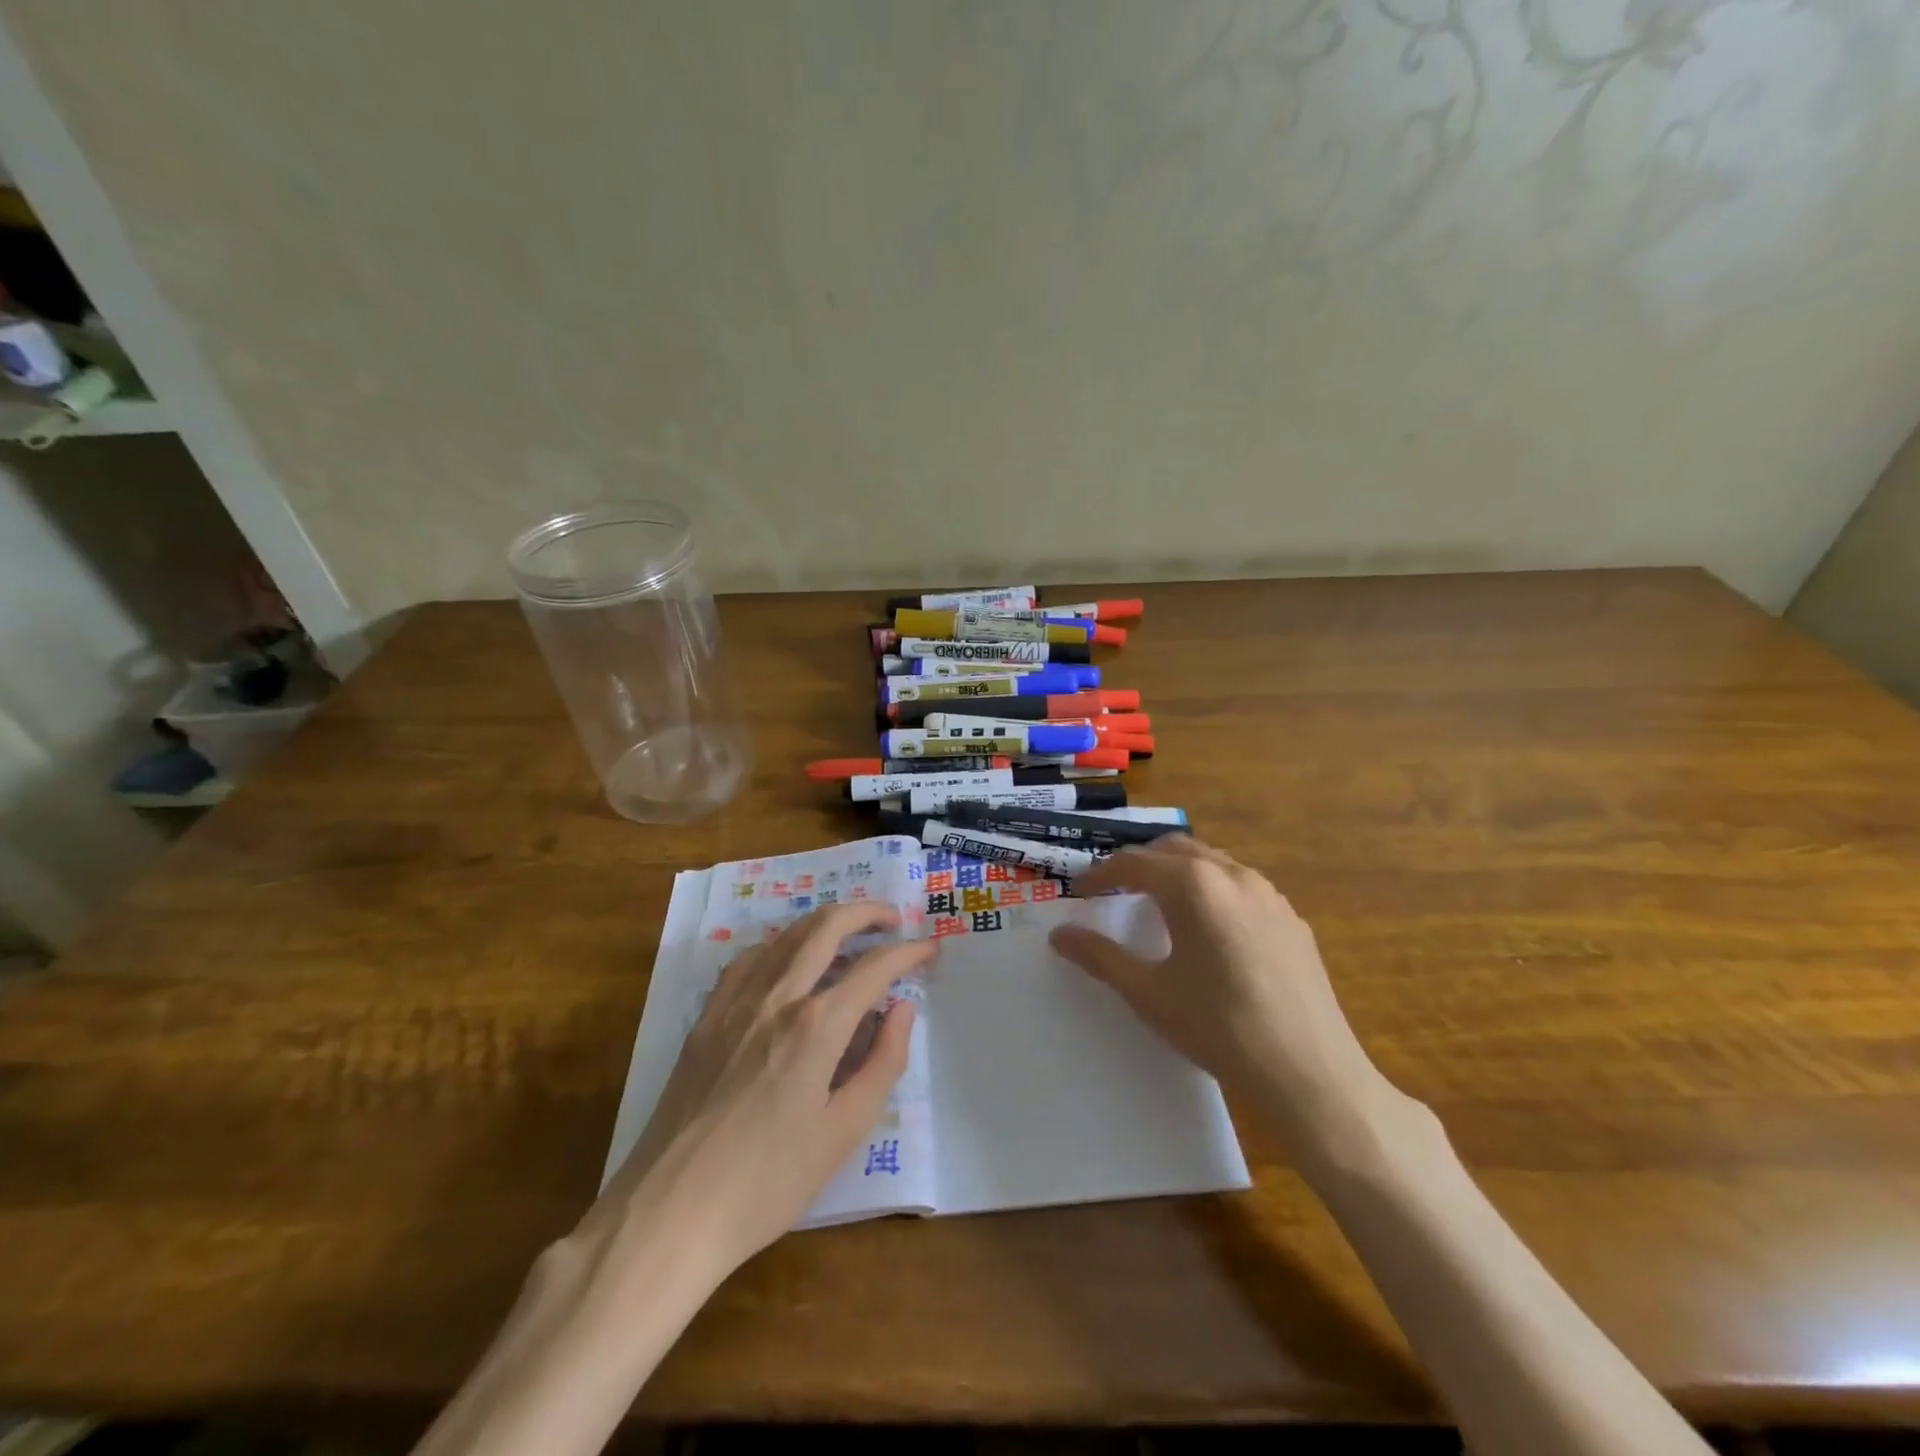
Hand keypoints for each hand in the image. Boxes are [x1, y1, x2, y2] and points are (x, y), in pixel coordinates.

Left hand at [583, 904, 934, 1277]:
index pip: (875, 967)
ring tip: (849, 932)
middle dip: (867, 913)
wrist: (669, 1212)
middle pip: (827, 927)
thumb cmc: (767, 1182)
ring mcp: (735, 1002)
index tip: (930, 948)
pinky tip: (787, 961)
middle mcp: (777, 997)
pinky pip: (748, 959)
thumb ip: (882, 1063)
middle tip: (893, 918)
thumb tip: (903, 1009)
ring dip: (825, 922)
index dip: (908, 951)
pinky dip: (779, 946)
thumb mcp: (843, 1133)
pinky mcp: (706, 1017)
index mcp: (817, 1026)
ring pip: (786, 935)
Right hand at [1049, 837, 1397, 1155]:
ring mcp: (1269, 894)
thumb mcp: (1148, 993)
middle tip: (1116, 890)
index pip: (1134, 863)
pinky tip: (1211, 933)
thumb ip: (1100, 957)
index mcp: (1193, 885)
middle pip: (1175, 850)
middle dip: (1140, 863)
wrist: (1310, 1074)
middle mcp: (1232, 875)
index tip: (1079, 892)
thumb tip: (1058, 935)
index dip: (1101, 874)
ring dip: (1179, 873)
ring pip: (1212, 863)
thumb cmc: (1218, 1028)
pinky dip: (1212, 892)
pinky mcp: (1292, 919)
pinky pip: (1241, 887)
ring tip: (1160, 906)